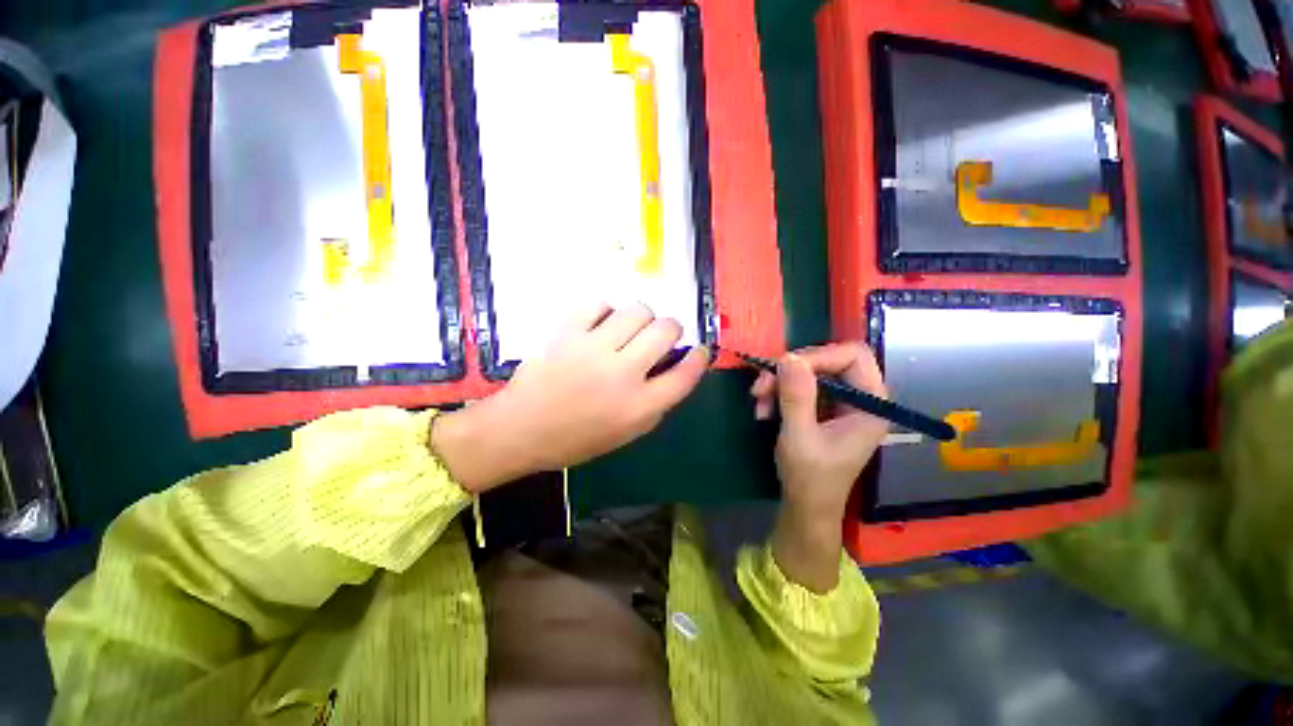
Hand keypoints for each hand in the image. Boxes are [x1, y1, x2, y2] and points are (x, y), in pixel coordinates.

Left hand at [431, 303, 709, 492]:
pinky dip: (606, 309)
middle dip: (672, 329)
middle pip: (665, 331)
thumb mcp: (626, 433)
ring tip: (631, 328)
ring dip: (642, 316)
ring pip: (637, 310)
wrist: (522, 429)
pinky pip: (598, 303)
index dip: (699, 358)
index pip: (685, 375)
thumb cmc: (576, 439)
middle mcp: (622, 374)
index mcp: (639, 406)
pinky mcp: (568, 333)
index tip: (700, 350)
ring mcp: (593, 349)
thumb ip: (656, 402)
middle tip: (662, 335)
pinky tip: (602, 322)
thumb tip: (674, 368)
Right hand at [750, 343, 888, 591]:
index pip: (853, 356)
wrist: (805, 508)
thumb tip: (788, 357)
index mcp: (870, 404)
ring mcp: (841, 403)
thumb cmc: (810, 479)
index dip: (818, 355)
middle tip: (760, 386)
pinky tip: (763, 410)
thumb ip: (796, 396)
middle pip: (828, 360)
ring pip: (809, 372)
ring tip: (758, 402)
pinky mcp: (823, 408)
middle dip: (790, 371)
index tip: (783, 368)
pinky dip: (778, 393)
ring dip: (778, 383)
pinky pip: (800, 386)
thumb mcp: (799, 437)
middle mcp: (860, 398)